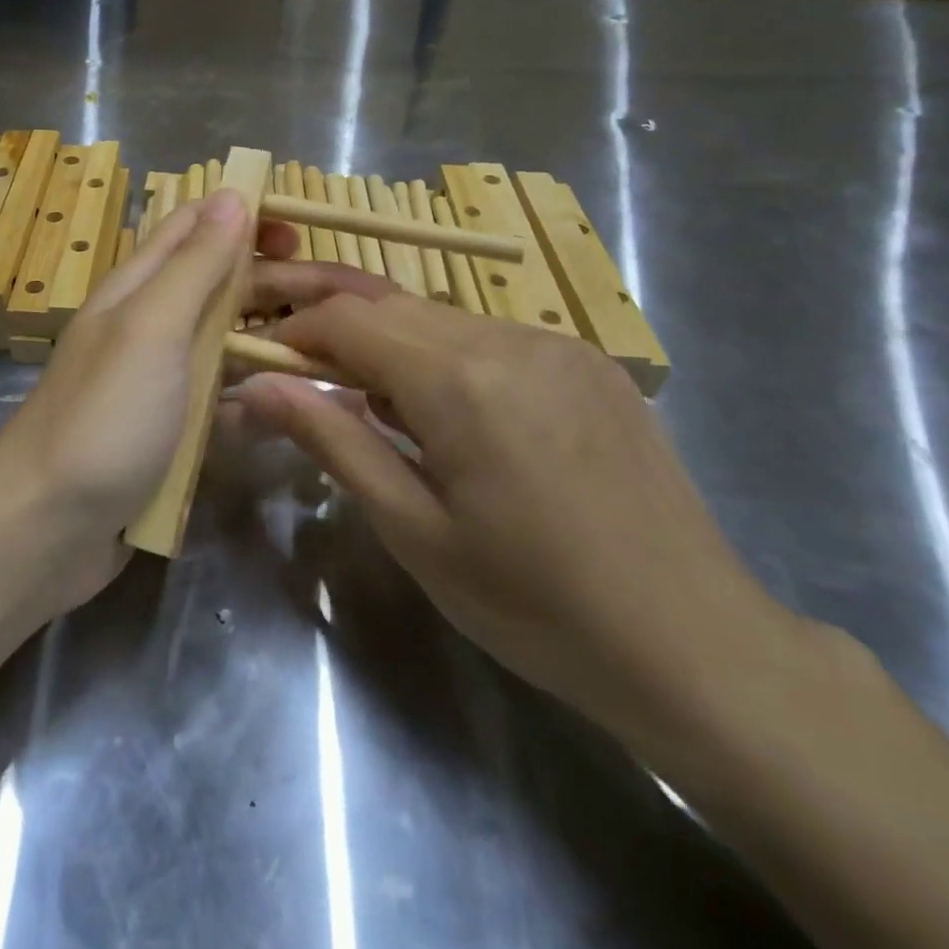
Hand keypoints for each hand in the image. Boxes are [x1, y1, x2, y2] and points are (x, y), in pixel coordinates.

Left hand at [0, 189, 296, 610]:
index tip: (303, 232)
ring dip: (275, 345)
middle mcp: (148, 328)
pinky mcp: (168, 436)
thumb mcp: (151, 329)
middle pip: (221, 288)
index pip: (194, 228)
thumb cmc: (103, 418)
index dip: (245, 218)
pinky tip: (291, 413)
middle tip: (347, 300)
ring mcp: (159, 385)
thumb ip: (193, 265)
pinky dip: (254, 403)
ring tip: (337, 355)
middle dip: (278, 285)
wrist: (44, 529)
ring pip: (227, 348)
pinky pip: (220, 407)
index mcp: (138, 290)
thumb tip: (233, 194)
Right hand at [236, 279, 802, 740]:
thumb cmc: (534, 603)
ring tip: (374, 406)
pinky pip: (490, 335)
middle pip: (390, 304)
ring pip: (439, 316)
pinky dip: (444, 356)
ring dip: (389, 344)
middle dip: (333, 328)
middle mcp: (509, 337)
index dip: (294, 331)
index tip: (261, 362)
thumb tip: (254, 387)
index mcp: (460, 380)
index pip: (347, 319)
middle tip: (300, 374)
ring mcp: (557, 343)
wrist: (695, 644)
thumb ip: (332, 440)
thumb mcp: (413, 529)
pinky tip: (450, 415)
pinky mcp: (588, 361)